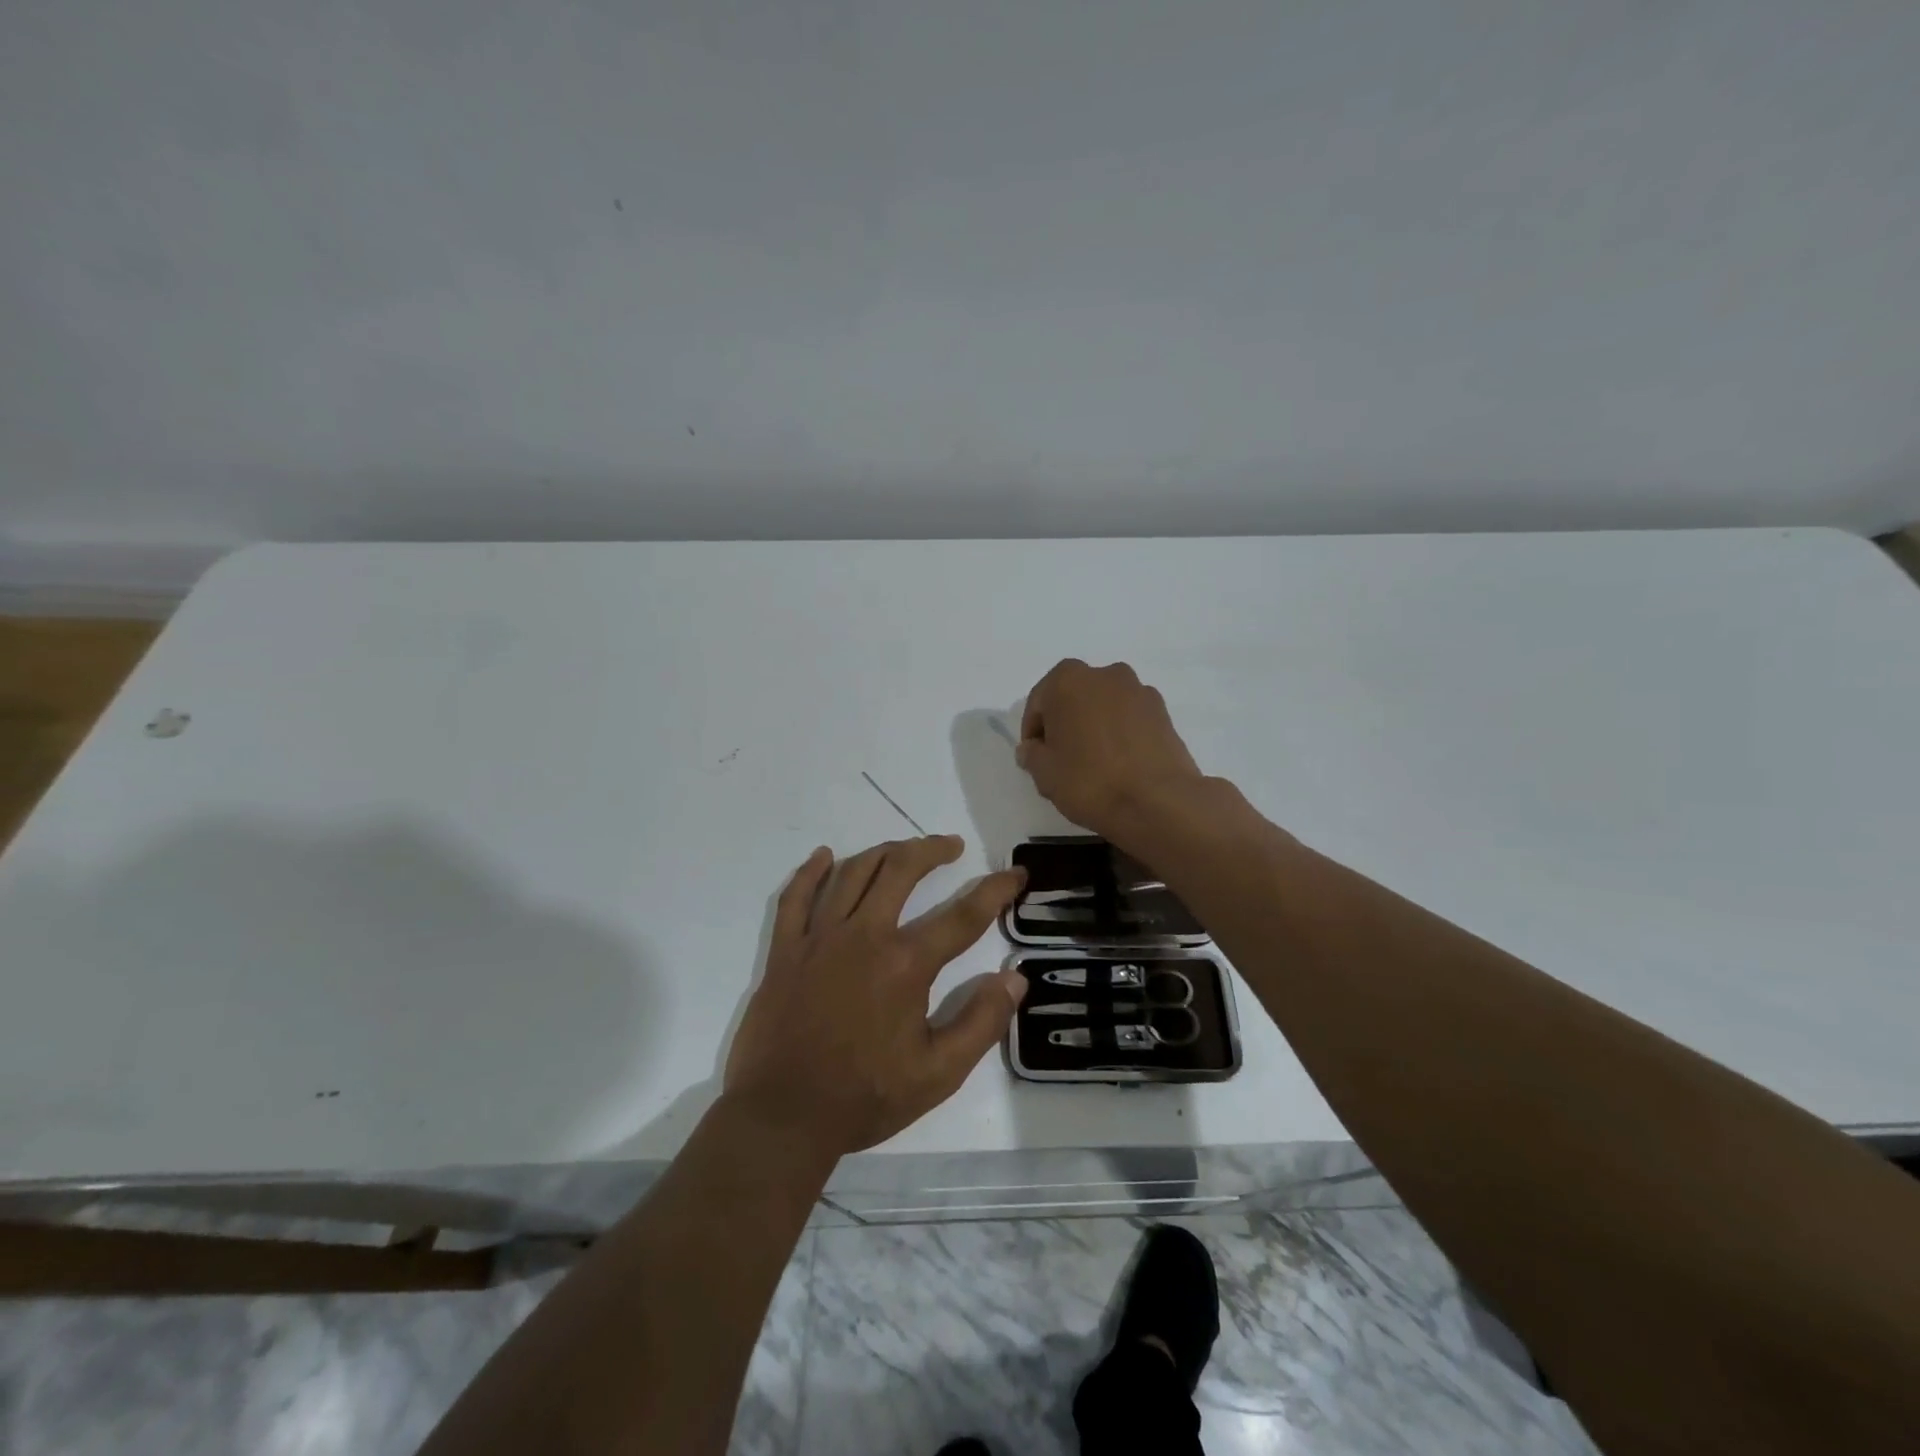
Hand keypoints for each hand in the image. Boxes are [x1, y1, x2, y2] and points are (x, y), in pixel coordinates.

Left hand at [724, 835, 1026, 1157]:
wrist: (783, 1116)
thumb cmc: (865, 1097)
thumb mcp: (938, 1074)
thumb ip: (981, 1023)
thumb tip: (1015, 979)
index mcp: (906, 965)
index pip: (963, 916)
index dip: (995, 890)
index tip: (1016, 874)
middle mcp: (864, 936)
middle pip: (901, 870)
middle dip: (931, 849)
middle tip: (950, 846)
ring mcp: (819, 938)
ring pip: (853, 873)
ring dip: (882, 852)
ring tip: (902, 849)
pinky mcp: (785, 950)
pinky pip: (796, 897)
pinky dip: (810, 871)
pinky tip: (825, 856)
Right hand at [1018, 658, 1206, 844]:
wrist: (1157, 802)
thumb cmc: (1090, 781)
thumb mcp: (1044, 773)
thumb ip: (1031, 754)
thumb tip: (1033, 748)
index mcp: (1068, 680)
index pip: (1039, 701)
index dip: (1033, 730)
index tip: (1034, 756)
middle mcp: (1105, 674)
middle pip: (1074, 697)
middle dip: (1065, 721)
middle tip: (1062, 756)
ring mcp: (1139, 691)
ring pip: (1104, 705)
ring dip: (1095, 724)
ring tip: (1094, 761)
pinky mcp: (1164, 712)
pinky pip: (1130, 718)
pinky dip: (1121, 732)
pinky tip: (1120, 763)